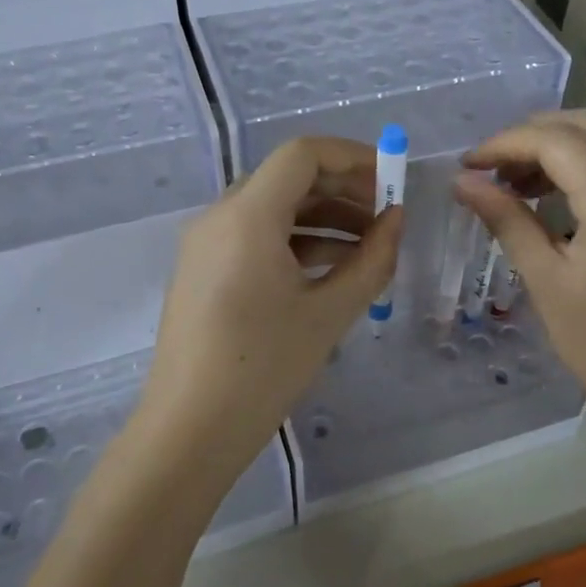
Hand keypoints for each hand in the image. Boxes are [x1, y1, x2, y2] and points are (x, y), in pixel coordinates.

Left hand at [132, 137, 402, 493]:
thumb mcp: (329, 313)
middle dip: (342, 189)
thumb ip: (371, 259)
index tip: (392, 181)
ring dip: (323, 217)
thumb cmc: (263, 368)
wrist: (189, 431)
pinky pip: (255, 236)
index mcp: (247, 216)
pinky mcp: (203, 270)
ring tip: (370, 246)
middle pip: (287, 178)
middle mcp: (219, 217)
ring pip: (272, 208)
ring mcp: (206, 244)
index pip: (302, 155)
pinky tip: (332, 269)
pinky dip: (296, 241)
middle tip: (387, 215)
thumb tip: (396, 220)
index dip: (352, 157)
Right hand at [454, 110, 585, 444]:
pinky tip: (555, 197)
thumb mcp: (545, 280)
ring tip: (517, 183)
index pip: (554, 141)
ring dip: (560, 146)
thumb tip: (463, 181)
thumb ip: (506, 219)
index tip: (468, 166)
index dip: (504, 144)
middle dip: (532, 134)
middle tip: (492, 167)